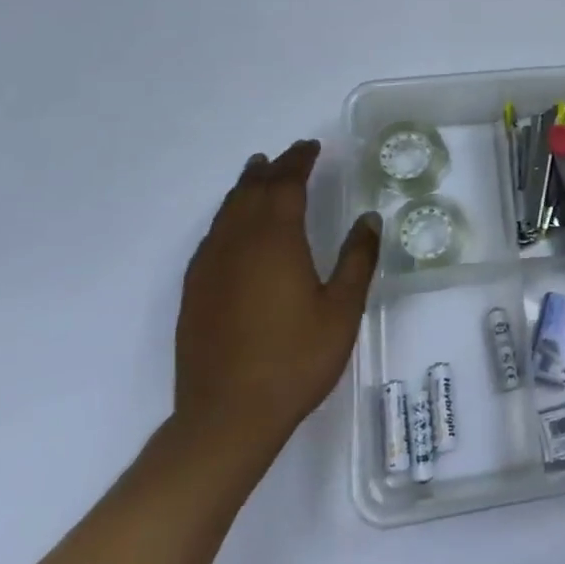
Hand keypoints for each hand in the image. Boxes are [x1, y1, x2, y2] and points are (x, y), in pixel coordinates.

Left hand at [173, 141, 379, 469]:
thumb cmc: (295, 360)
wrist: (227, 416)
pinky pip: (212, 235)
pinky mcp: (194, 291)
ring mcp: (210, 267)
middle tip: (291, 155)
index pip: (286, 184)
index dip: (299, 161)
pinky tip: (234, 227)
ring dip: (245, 187)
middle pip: (252, 190)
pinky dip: (228, 216)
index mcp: (275, 239)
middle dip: (273, 168)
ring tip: (257, 172)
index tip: (312, 146)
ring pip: (227, 210)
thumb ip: (358, 259)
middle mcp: (237, 243)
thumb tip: (369, 219)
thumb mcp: (342, 309)